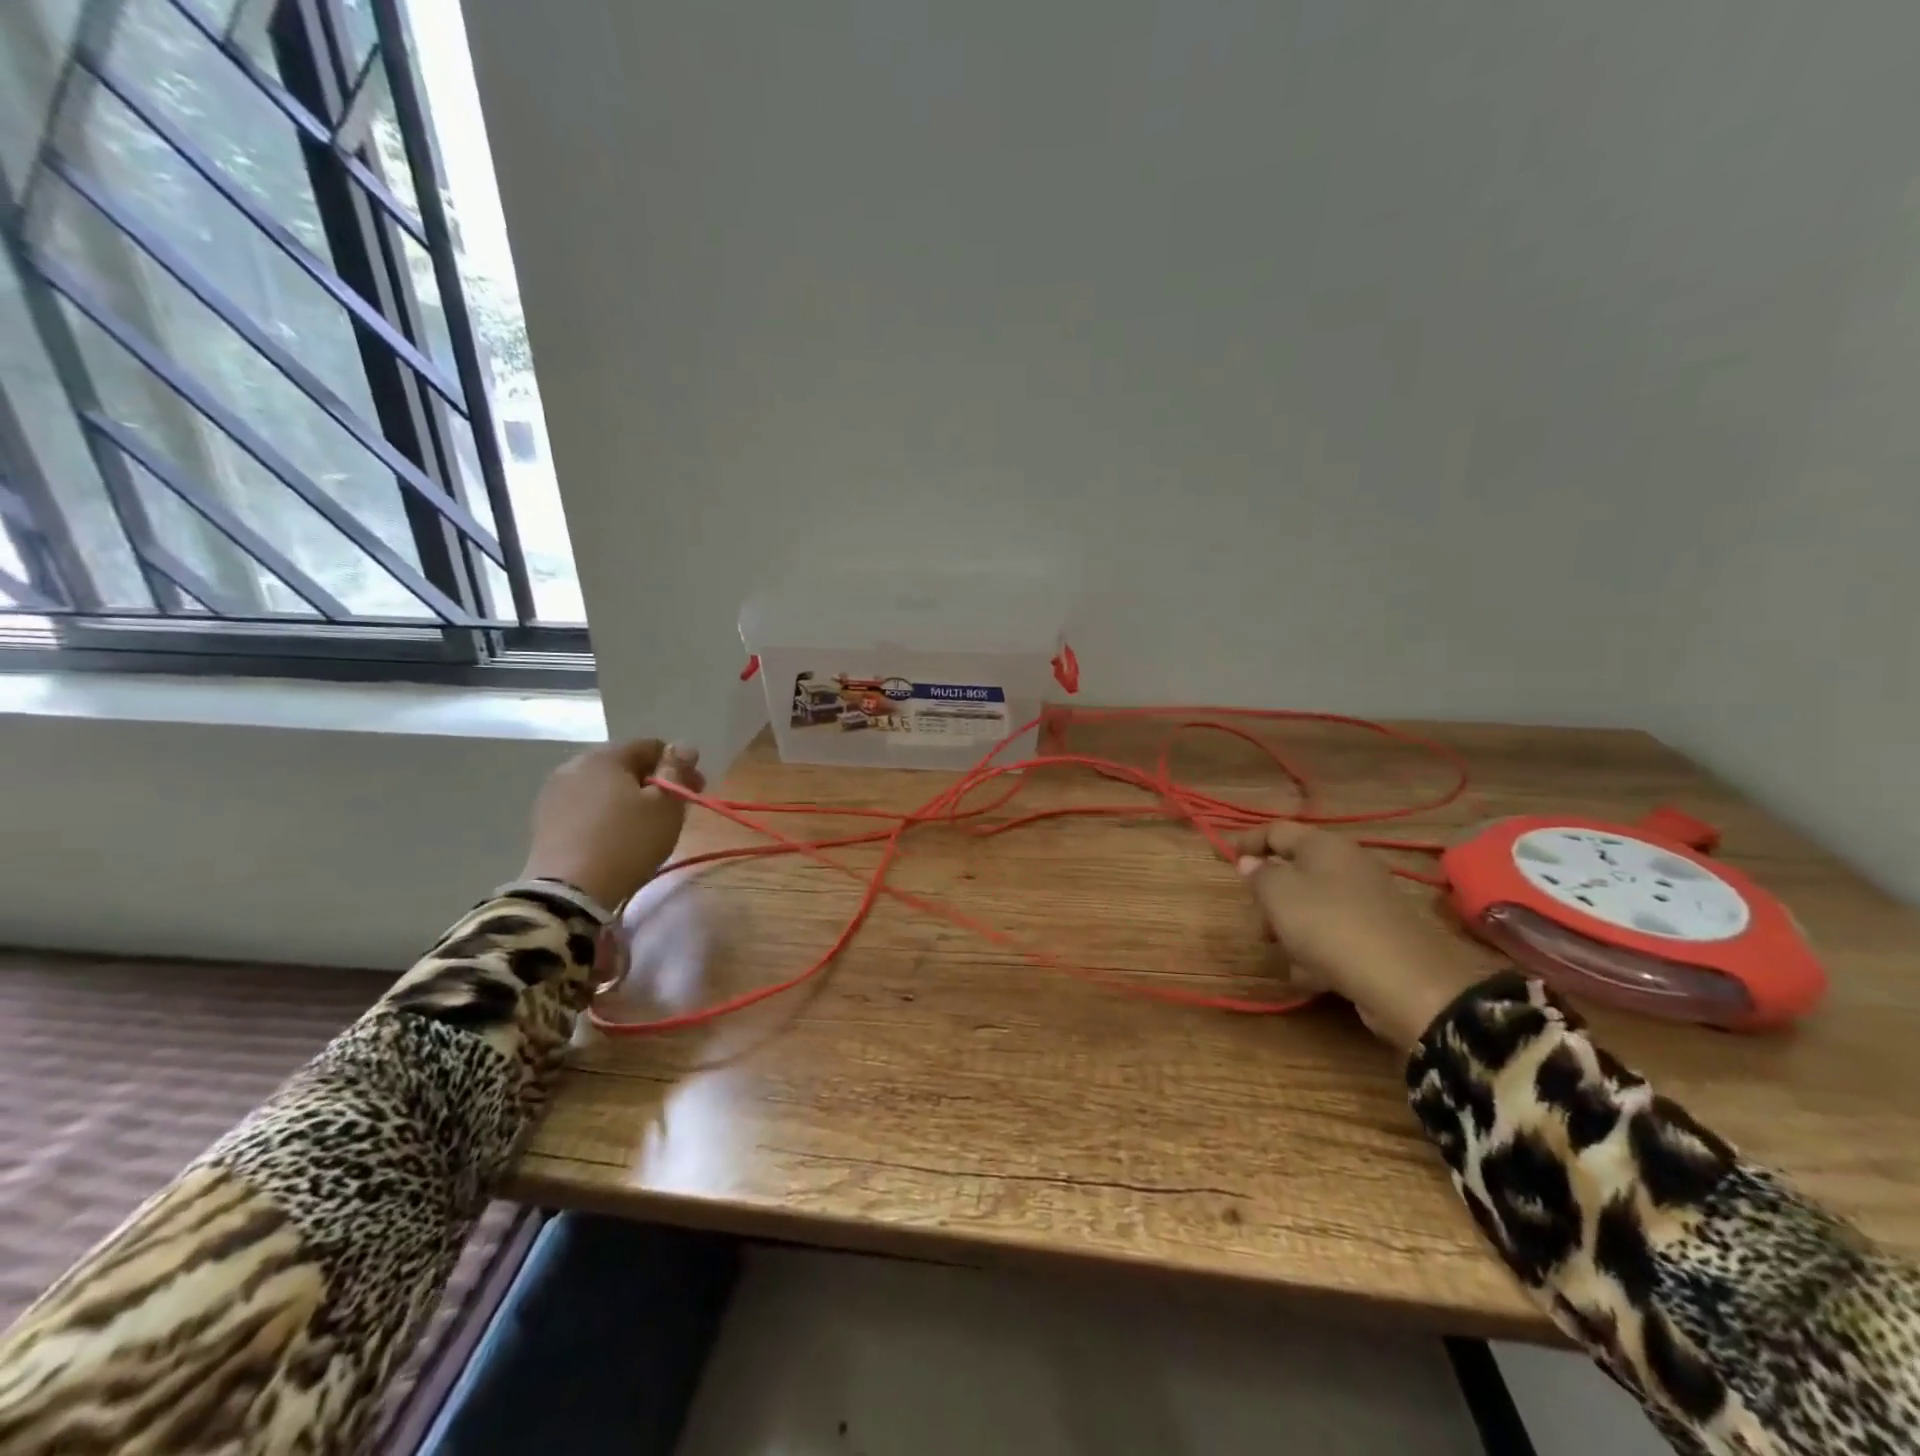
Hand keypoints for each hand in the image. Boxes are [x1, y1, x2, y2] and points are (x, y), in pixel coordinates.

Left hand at [520, 739, 704, 909]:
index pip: (651, 746)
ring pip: (604, 786)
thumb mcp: (666, 806)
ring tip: (645, 824)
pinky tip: (616, 836)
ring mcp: (554, 794)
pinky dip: (606, 814)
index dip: (679, 764)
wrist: (569, 891)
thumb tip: (684, 746)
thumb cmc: (628, 842)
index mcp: (605, 756)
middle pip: (625, 765)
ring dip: (628, 797)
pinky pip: (586, 807)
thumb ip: (677, 771)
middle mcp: (574, 766)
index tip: (696, 789)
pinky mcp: (544, 821)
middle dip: (653, 781)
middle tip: (674, 808)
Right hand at [1234, 821, 1488, 1050]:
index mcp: (1324, 845)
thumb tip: (1252, 862)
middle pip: (1296, 869)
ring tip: (1283, 953)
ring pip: (1314, 903)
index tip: (1224, 858)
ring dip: (1292, 925)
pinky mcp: (1380, 933)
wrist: (1404, 981)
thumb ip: (1258, 874)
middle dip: (1271, 894)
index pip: (1276, 829)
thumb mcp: (1277, 894)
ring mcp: (1368, 899)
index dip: (1247, 841)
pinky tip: (1309, 973)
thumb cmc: (1328, 925)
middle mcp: (1349, 864)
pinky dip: (1317, 948)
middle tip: (1256, 918)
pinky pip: (1335, 932)